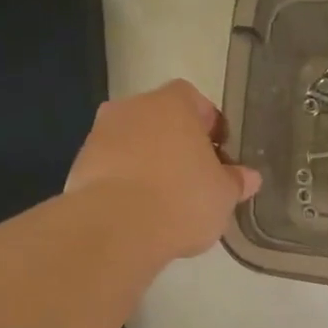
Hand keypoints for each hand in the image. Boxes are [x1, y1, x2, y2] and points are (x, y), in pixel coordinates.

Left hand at [65, 80, 262, 261]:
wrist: (114, 228)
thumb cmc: (182, 199)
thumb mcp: (224, 194)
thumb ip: (236, 181)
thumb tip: (249, 177)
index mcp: (172, 103)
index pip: (194, 100)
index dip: (208, 124)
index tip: (218, 152)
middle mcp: (132, 108)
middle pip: (160, 119)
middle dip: (176, 143)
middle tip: (194, 176)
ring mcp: (99, 135)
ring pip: (133, 142)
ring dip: (147, 162)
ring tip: (164, 200)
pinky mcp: (78, 165)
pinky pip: (111, 167)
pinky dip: (124, 182)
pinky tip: (138, 212)